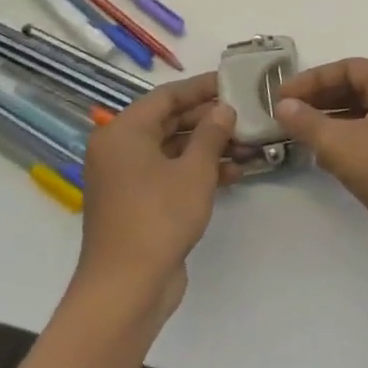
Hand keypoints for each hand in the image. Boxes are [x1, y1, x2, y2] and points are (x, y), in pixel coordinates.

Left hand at [75, 72, 236, 325]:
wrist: (127, 286)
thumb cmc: (159, 217)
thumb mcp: (194, 170)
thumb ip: (212, 133)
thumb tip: (223, 109)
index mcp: (123, 133)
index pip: (167, 96)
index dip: (201, 88)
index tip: (233, 82)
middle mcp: (119, 150)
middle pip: (169, 121)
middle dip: (209, 119)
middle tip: (246, 112)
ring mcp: (127, 178)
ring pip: (173, 149)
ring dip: (209, 146)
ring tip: (248, 143)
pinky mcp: (138, 202)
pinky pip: (170, 173)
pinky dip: (198, 169)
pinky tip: (234, 171)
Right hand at [273, 59, 367, 273]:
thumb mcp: (340, 143)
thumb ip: (307, 121)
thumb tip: (283, 106)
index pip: (352, 68)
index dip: (314, 79)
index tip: (281, 95)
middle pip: (358, 90)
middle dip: (320, 99)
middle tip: (284, 113)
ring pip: (363, 118)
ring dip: (330, 122)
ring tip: (294, 133)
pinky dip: (344, 144)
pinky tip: (319, 156)